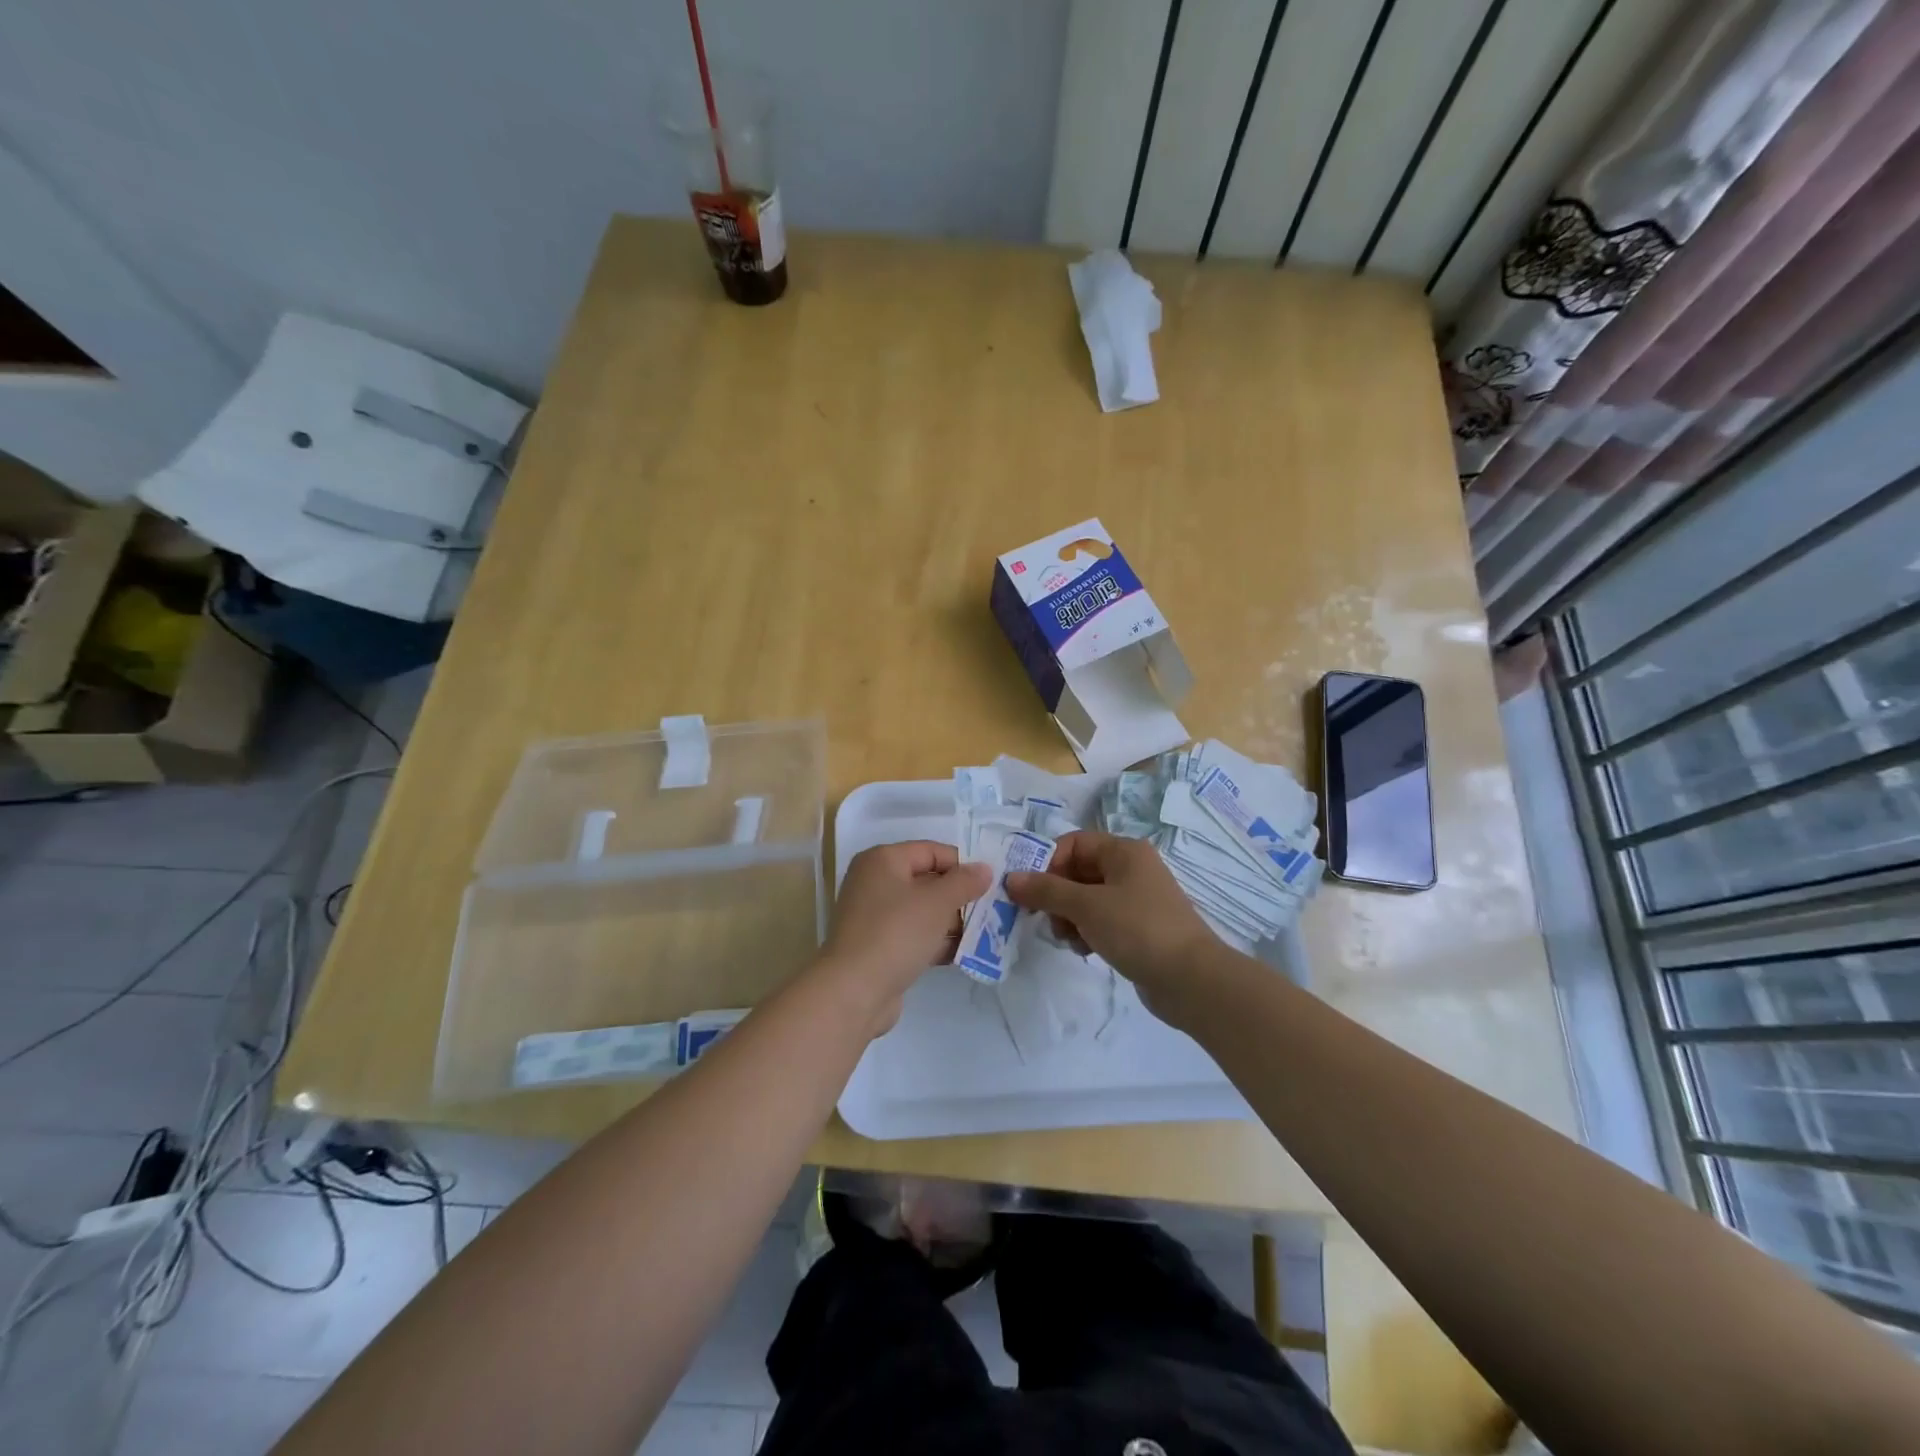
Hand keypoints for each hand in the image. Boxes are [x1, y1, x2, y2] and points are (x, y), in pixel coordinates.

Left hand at [816, 842, 990, 1035]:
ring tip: (984, 933)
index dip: (962, 865)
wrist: (853, 991)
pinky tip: (963, 954)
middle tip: (990, 910)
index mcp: (883, 860)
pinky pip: (914, 936)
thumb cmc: (896, 933)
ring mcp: (875, 917)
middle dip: (959, 896)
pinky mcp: (879, 947)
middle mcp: (875, 883)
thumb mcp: (937, 902)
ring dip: (951, 922)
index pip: (931, 851)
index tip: (990, 883)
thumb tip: (984, 868)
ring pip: (922, 911)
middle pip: (927, 881)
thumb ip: (964, 882)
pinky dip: (936, 942)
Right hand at [1005, 831, 1218, 1004]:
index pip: (1074, 843)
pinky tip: (1085, 950)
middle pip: (1078, 871)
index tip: (1032, 892)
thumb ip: (1046, 890)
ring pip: (1087, 898)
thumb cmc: (1137, 929)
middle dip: (1057, 895)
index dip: (1048, 863)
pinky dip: (1088, 931)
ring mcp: (1137, 899)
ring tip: (1068, 939)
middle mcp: (1131, 868)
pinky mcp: (1139, 927)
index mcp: (1124, 851)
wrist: (1191, 979)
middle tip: (1047, 920)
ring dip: (1070, 917)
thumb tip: (1011, 878)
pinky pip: (1102, 920)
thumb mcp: (1086, 906)